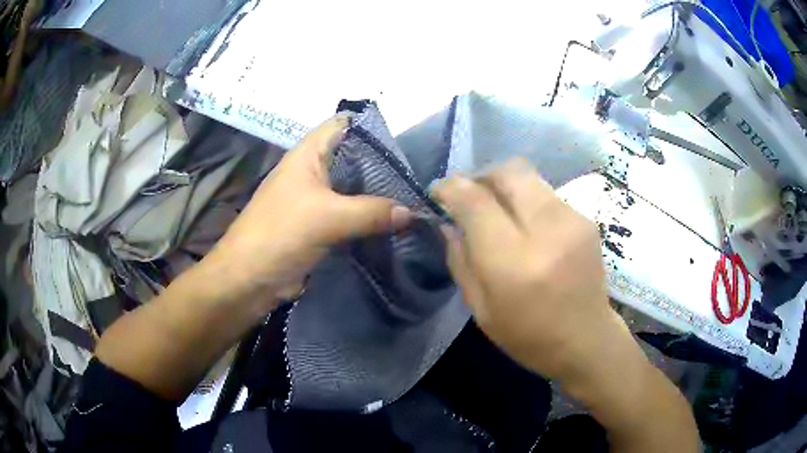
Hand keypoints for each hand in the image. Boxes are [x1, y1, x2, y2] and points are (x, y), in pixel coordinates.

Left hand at [206, 113, 412, 302]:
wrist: (249, 279)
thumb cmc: (280, 234)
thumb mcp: (328, 217)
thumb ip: (371, 211)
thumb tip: (411, 211)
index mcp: (308, 154)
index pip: (343, 124)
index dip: (371, 127)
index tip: (404, 141)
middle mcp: (312, 171)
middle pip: (352, 158)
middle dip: (382, 165)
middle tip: (415, 175)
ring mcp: (314, 199)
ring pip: (352, 188)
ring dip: (377, 194)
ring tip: (411, 198)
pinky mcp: (318, 225)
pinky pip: (349, 214)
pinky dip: (368, 218)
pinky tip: (392, 223)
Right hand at [433, 158, 619, 380]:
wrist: (588, 340)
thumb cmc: (529, 336)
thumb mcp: (481, 309)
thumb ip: (460, 260)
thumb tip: (448, 222)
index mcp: (514, 263)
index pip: (476, 202)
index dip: (451, 188)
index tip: (438, 191)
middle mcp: (547, 231)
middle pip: (507, 172)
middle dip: (481, 177)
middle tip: (470, 196)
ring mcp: (572, 220)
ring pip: (528, 176)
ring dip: (503, 186)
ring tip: (496, 211)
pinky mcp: (586, 219)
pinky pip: (545, 193)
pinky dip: (526, 200)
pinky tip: (525, 225)